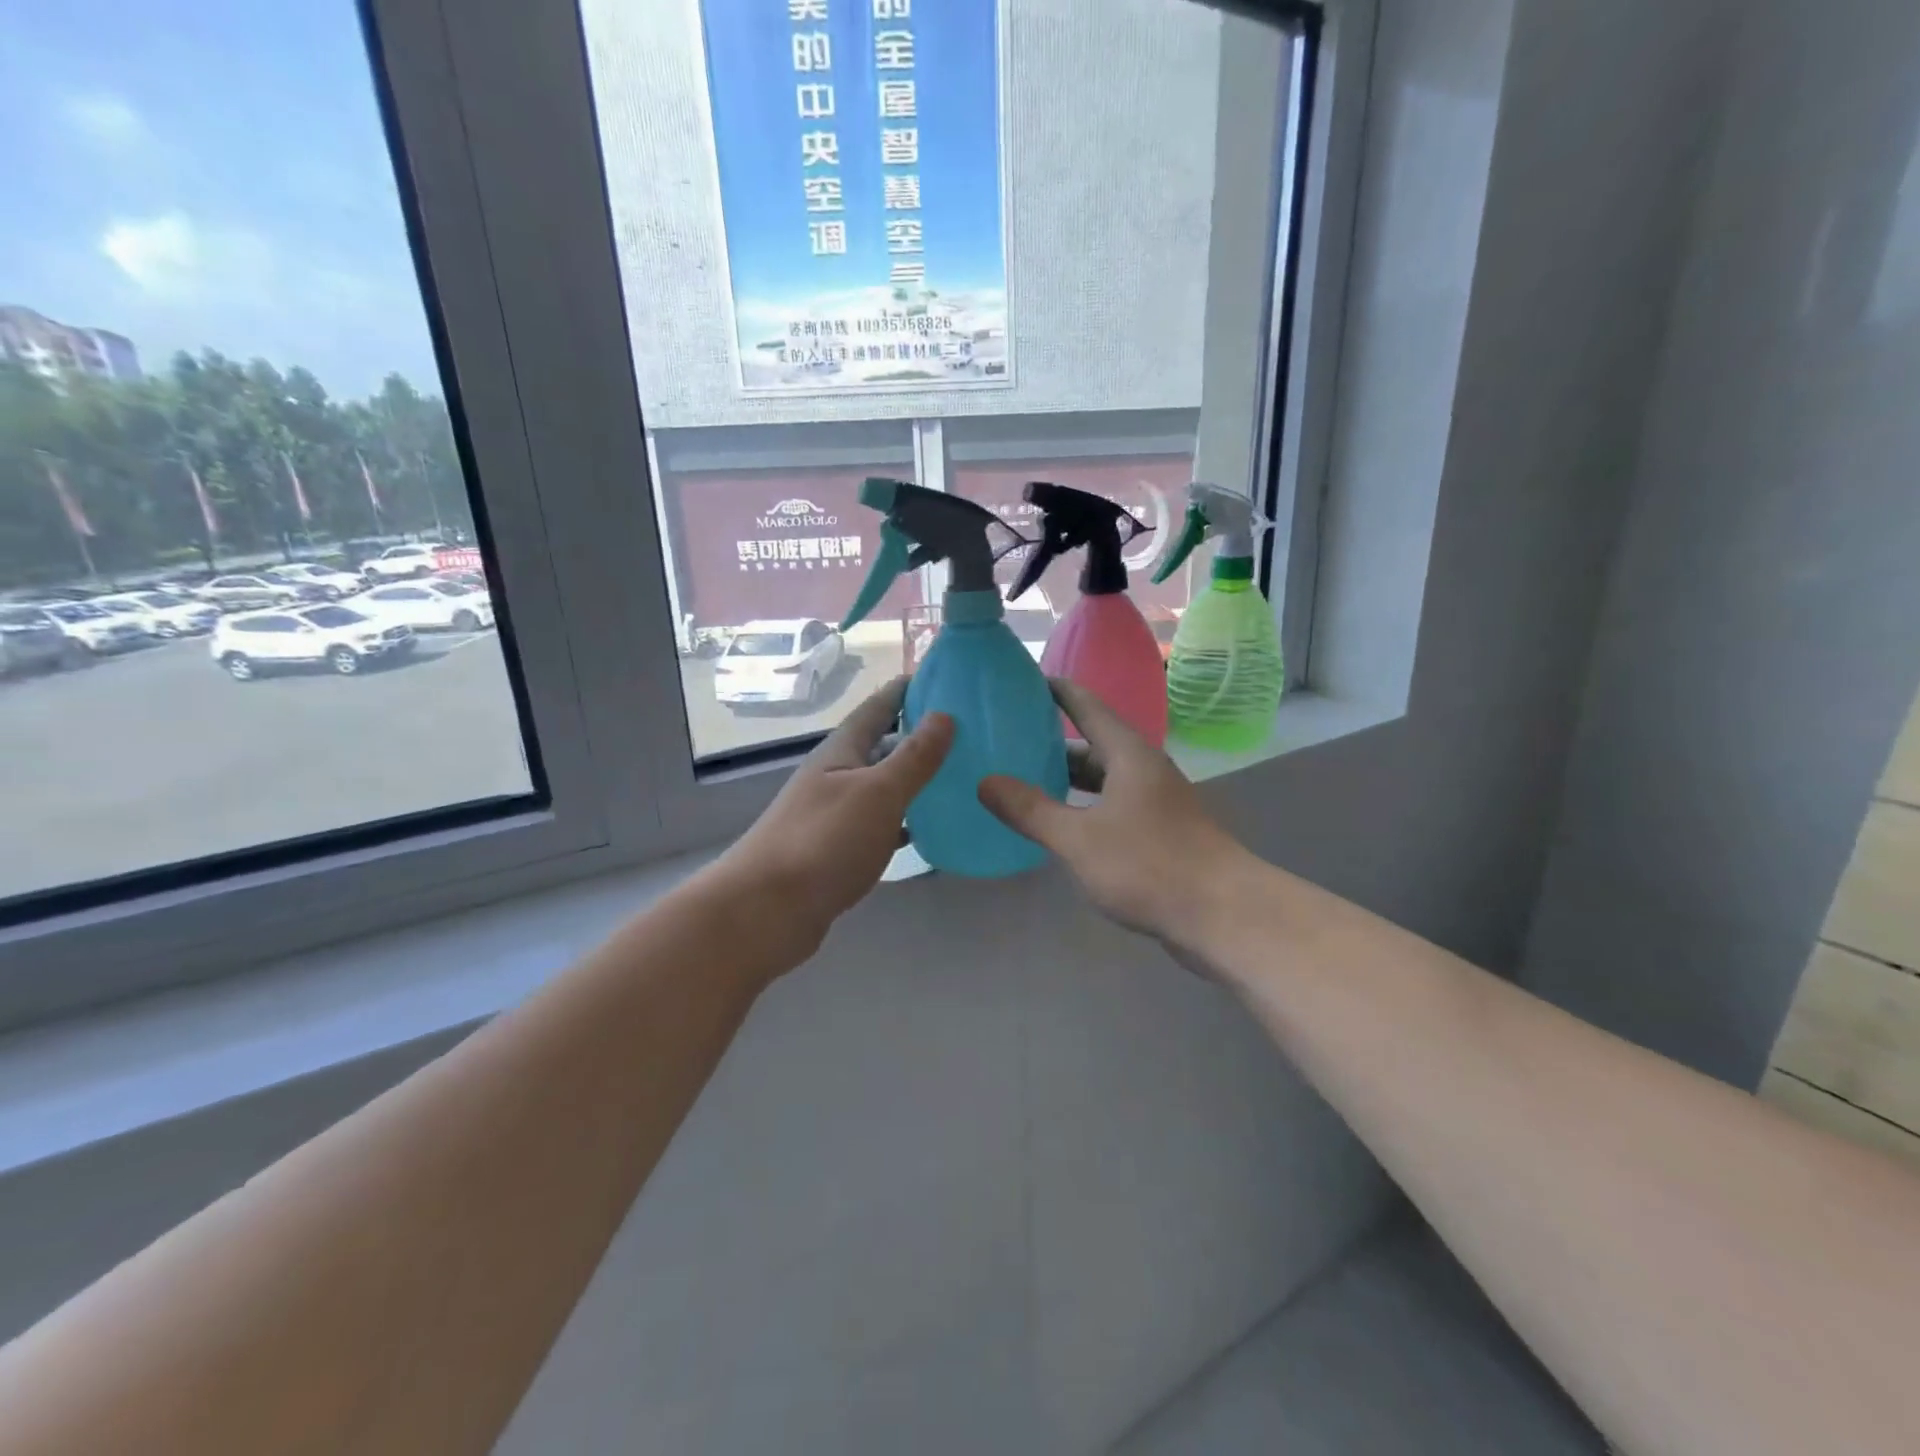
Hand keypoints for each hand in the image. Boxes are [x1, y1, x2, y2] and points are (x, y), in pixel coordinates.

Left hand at [717, 676, 952, 950]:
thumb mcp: (877, 793)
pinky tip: (929, 829)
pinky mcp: (836, 851)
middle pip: (881, 746)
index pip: (877, 707)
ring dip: (914, 780)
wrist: (765, 912)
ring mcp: (833, 814)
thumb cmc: (823, 842)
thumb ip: (913, 757)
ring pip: (882, 787)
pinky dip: (904, 821)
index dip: (907, 690)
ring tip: (959, 776)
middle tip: (967, 731)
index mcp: (841, 752)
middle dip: (918, 735)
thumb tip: (944, 714)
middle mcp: (835, 776)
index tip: (944, 678)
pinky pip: (879, 824)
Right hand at [977, 679, 1251, 951]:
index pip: (1087, 706)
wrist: (1224, 915)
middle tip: (1008, 740)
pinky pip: (1112, 807)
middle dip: (1052, 742)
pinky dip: (1084, 807)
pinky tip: (1061, 826)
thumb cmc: (1149, 865)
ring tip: (1024, 782)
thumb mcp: (1079, 838)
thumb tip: (985, 782)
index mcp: (1128, 755)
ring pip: (1103, 779)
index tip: (1021, 681)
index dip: (1055, 690)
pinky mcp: (1160, 832)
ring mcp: (1155, 802)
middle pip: (1093, 743)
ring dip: (1068, 779)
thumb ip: (1031, 810)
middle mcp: (1144, 770)